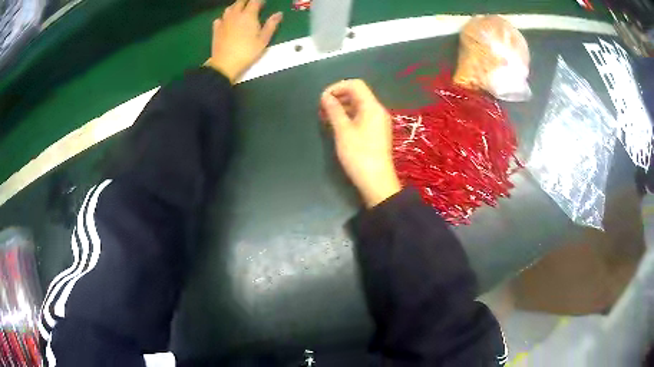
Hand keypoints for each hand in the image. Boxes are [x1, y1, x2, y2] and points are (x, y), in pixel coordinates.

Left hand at [205, 0, 282, 82]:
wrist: (225, 64)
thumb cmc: (247, 52)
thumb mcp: (263, 40)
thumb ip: (271, 25)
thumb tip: (279, 14)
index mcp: (248, 15)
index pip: (255, 1)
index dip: (260, 1)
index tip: (264, 3)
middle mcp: (235, 15)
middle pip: (240, 1)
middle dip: (247, 1)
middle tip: (253, 5)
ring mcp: (224, 21)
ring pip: (229, 8)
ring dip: (236, 6)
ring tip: (241, 10)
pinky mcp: (216, 29)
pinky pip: (220, 18)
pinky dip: (224, 17)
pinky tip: (227, 21)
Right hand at [321, 80, 401, 207]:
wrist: (376, 181)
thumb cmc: (358, 154)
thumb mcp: (342, 131)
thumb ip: (333, 110)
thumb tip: (325, 96)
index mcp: (372, 106)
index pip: (355, 84)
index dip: (337, 87)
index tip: (322, 99)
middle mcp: (377, 110)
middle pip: (357, 94)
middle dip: (338, 97)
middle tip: (322, 110)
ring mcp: (378, 122)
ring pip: (358, 106)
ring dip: (342, 108)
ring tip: (326, 119)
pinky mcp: (376, 132)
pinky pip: (361, 117)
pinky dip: (348, 117)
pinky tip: (337, 126)